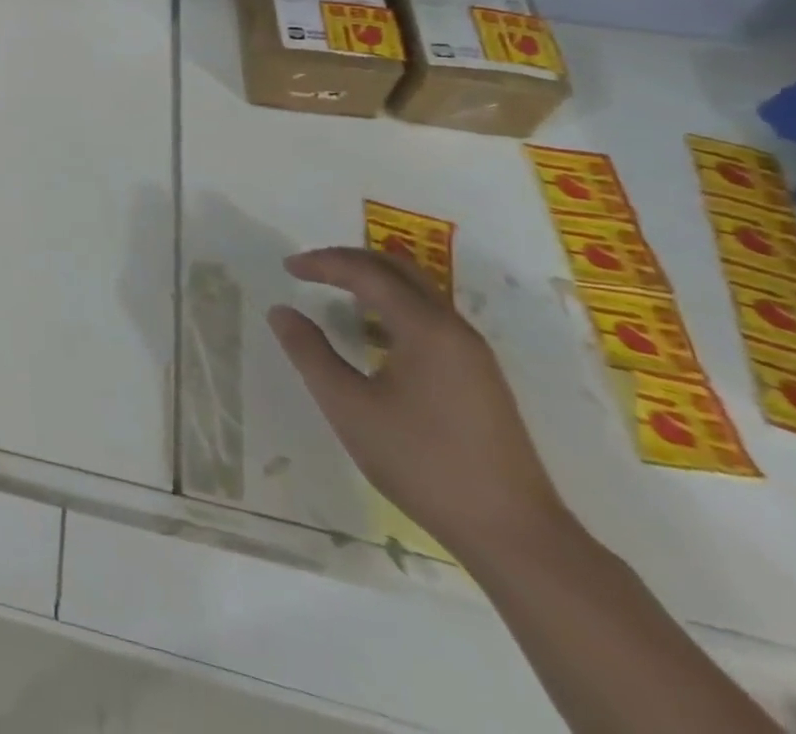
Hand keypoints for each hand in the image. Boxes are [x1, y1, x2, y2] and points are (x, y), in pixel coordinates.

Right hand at [268, 248, 568, 559]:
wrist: (514, 534)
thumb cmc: (422, 463)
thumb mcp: (348, 407)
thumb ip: (309, 353)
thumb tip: (281, 311)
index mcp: (425, 328)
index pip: (367, 272)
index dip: (323, 263)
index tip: (287, 268)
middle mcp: (454, 329)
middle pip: (399, 270)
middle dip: (351, 261)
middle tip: (311, 270)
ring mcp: (473, 354)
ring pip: (419, 294)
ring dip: (374, 284)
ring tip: (335, 297)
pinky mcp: (480, 378)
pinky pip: (430, 320)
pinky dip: (394, 309)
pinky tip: (373, 338)